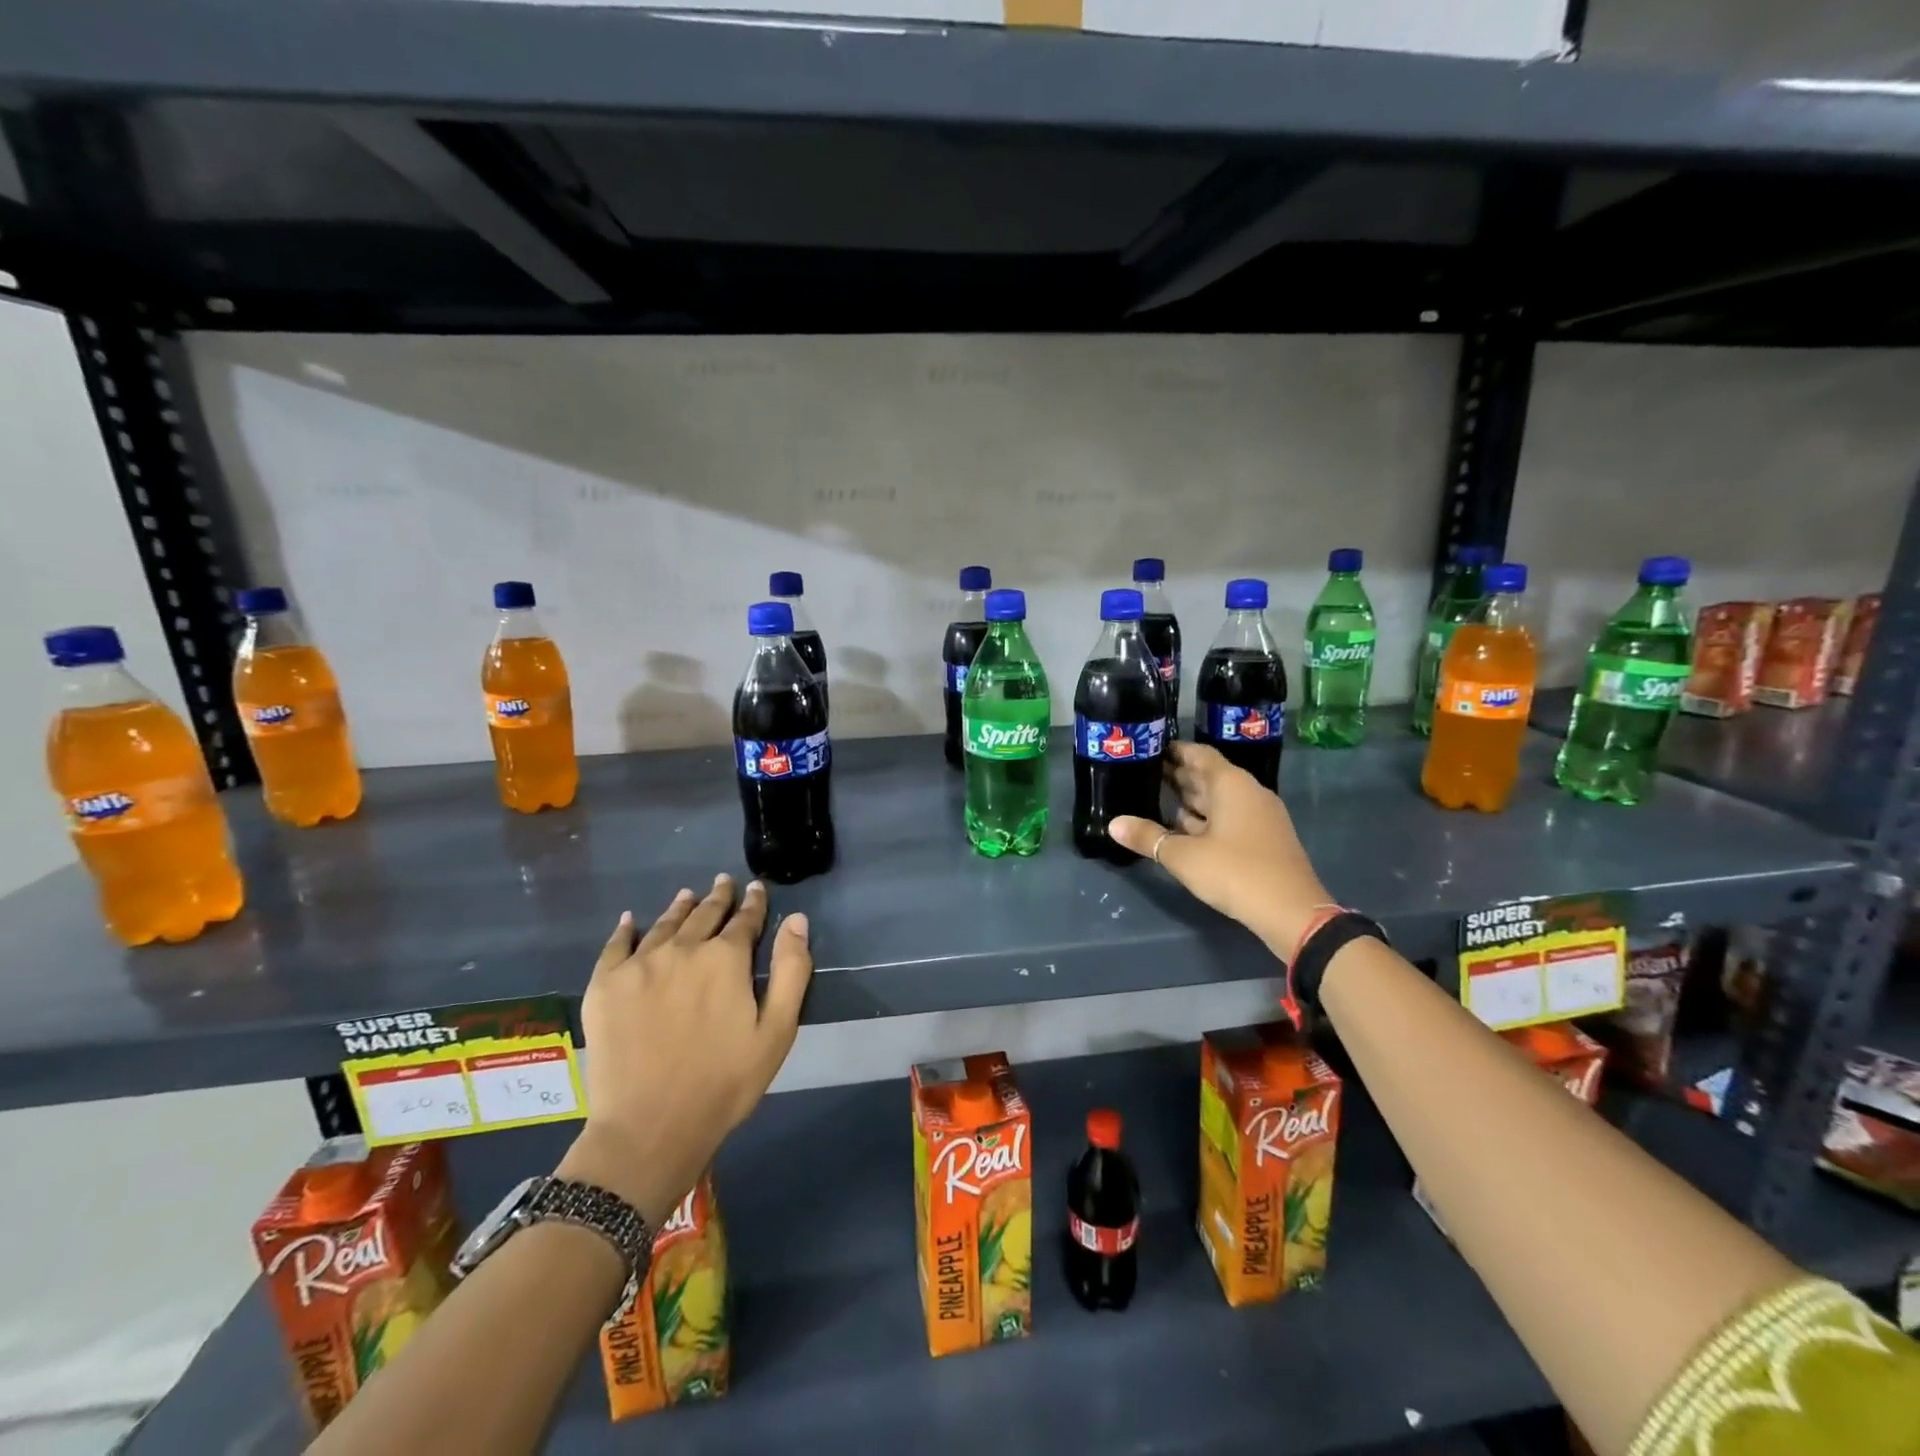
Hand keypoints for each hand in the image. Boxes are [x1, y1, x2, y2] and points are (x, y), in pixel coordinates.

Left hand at [558, 875, 812, 1226]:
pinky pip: (616, 945)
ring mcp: (639, 965)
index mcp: (726, 959)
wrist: (649, 1128)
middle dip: (718, 897)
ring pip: (665, 924)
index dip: (753, 903)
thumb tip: (797, 919)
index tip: (756, 888)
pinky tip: (632, 920)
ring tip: (688, 895)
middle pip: (704, 914)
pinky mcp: (605, 985)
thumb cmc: (724, 1083)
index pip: (744, 920)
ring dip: (680, 907)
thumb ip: (791, 970)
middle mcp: (683, 949)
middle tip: (723, 882)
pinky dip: (627, 929)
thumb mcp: (777, 1031)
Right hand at [1111, 742, 1332, 954]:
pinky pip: (1228, 818)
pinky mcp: (1263, 839)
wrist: (1292, 912)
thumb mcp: (1183, 856)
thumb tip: (1113, 823)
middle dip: (1179, 775)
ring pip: (1219, 799)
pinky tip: (1183, 830)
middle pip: (1209, 776)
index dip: (1174, 750)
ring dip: (1191, 799)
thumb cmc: (1235, 872)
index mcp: (1231, 784)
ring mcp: (1259, 816)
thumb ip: (1147, 837)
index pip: (1199, 754)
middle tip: (1145, 773)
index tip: (1149, 749)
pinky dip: (1205, 819)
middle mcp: (1248, 792)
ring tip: (1157, 798)